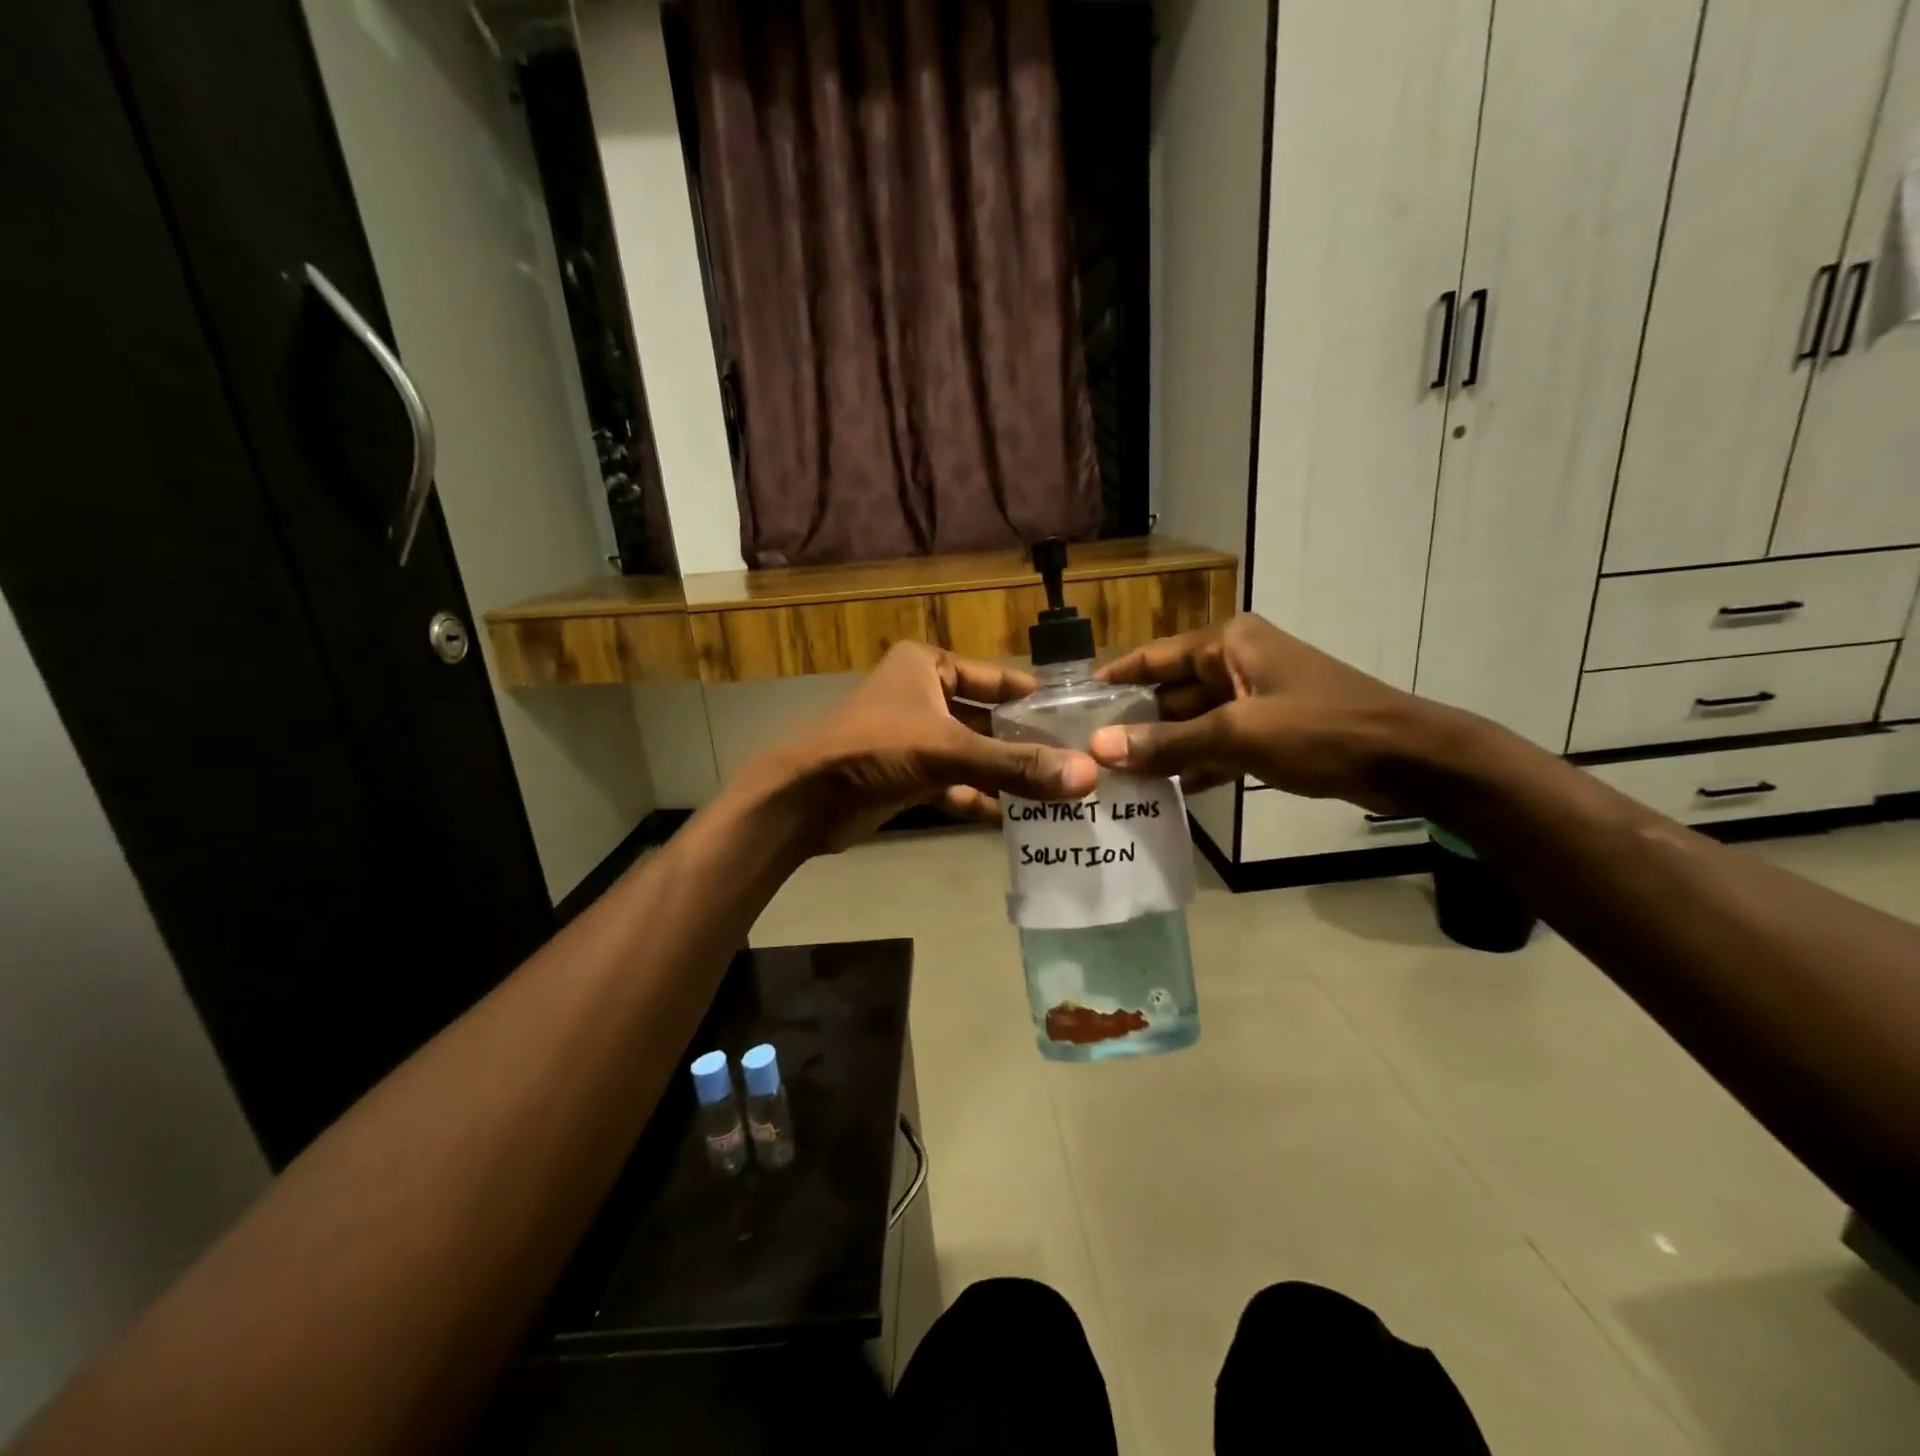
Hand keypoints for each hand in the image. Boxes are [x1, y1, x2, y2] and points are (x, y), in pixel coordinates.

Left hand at [762, 641, 1098, 851]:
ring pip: (972, 755)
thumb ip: (1016, 765)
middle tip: (1075, 765)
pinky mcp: (905, 776)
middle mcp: (922, 696)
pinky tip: (1014, 820)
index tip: (1078, 720)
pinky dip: (978, 798)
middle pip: (987, 720)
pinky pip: (953, 783)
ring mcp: (913, 738)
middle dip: (1025, 745)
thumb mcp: (949, 750)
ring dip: (1005, 776)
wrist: (804, 800)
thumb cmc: (875, 750)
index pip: (996, 678)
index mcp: (928, 667)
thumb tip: (1086, 777)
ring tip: (1056, 796)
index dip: (1035, 698)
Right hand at [1087, 615, 1462, 813]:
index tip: (1073, 705)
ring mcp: (1254, 698)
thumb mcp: (1238, 735)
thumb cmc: (1321, 730)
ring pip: (1191, 722)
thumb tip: (1101, 749)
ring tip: (1116, 780)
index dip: (1113, 679)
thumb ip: (1168, 743)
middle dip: (1134, 724)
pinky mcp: (1269, 730)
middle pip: (1169, 692)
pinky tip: (1166, 793)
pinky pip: (1217, 744)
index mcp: (1227, 644)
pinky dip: (1195, 765)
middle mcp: (1235, 662)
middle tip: (1089, 756)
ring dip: (1161, 749)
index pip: (1152, 657)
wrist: (1409, 759)